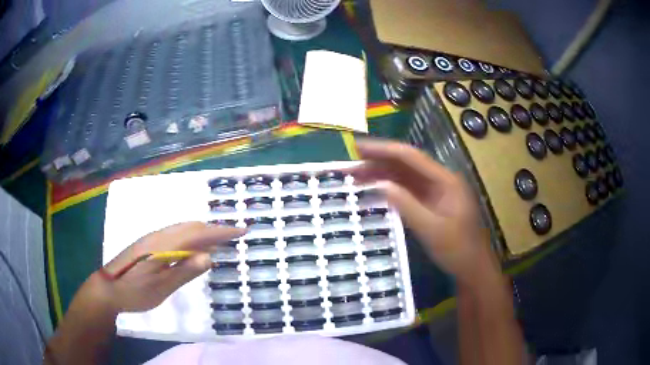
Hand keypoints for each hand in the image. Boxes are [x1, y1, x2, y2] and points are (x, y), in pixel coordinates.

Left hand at [89, 222, 245, 312]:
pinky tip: (194, 245)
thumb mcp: (160, 288)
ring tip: (219, 239)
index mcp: (163, 245)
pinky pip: (175, 234)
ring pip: (182, 228)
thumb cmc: (134, 292)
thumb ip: (183, 271)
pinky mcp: (148, 244)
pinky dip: (191, 235)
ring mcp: (152, 238)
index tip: (242, 230)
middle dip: (214, 228)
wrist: (107, 288)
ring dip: (203, 230)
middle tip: (235, 235)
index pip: (197, 233)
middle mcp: (158, 236)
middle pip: (191, 226)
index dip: (220, 231)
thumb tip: (209, 256)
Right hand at [350, 140, 496, 284]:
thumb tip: (379, 184)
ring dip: (382, 175)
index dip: (383, 149)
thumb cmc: (458, 250)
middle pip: (406, 164)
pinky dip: (390, 189)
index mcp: (445, 180)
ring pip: (405, 177)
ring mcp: (436, 192)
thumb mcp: (432, 230)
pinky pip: (408, 191)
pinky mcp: (431, 203)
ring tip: (356, 177)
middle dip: (378, 161)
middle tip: (351, 164)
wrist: (474, 269)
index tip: (358, 148)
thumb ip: (406, 205)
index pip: (410, 156)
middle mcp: (440, 180)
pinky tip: (374, 190)